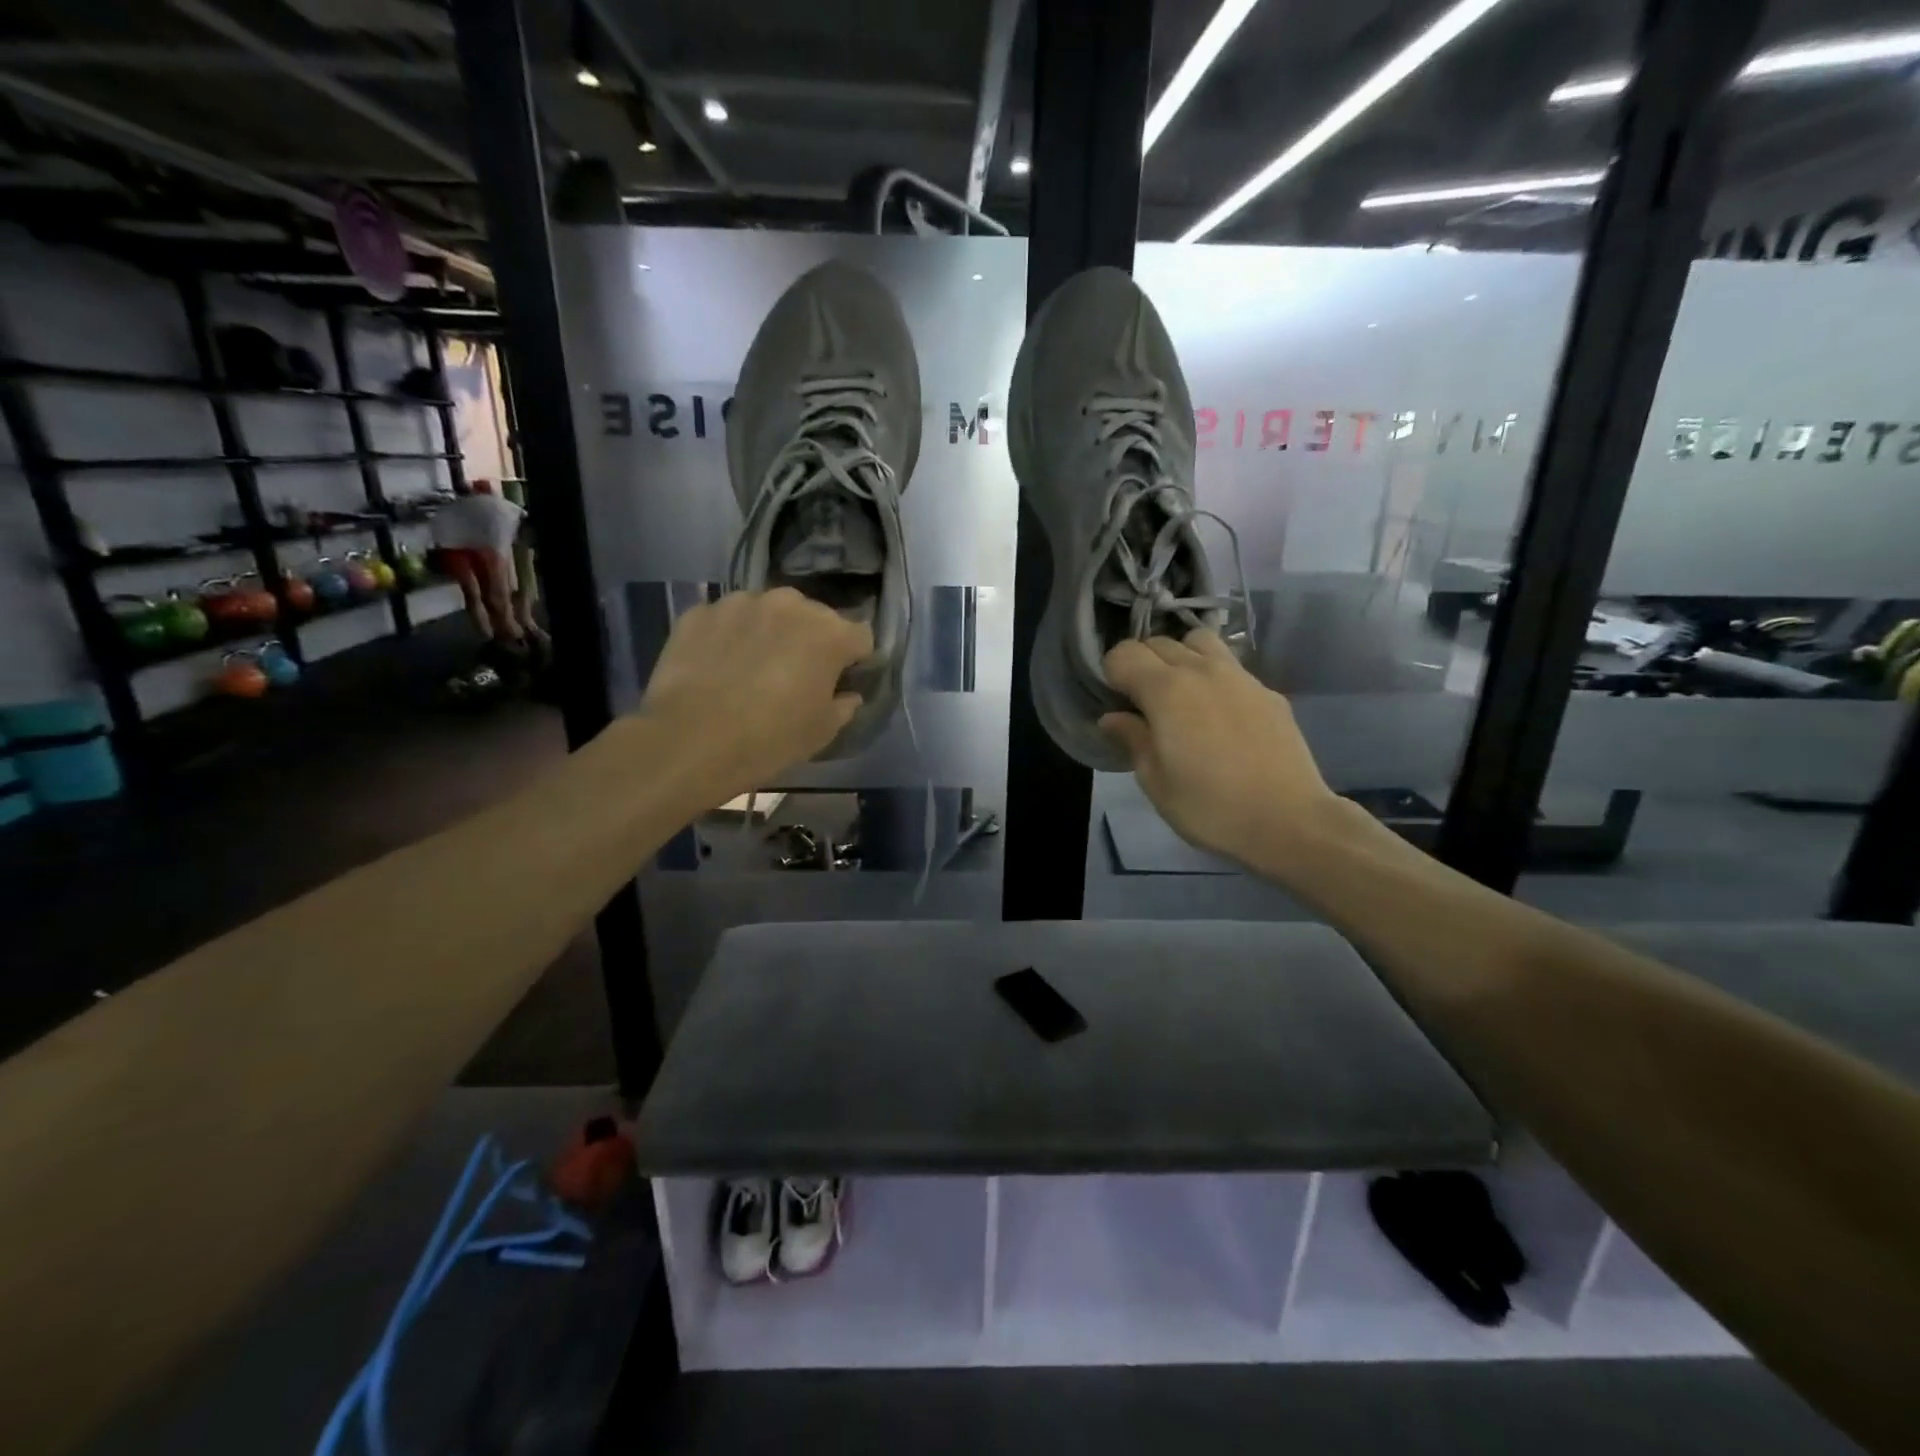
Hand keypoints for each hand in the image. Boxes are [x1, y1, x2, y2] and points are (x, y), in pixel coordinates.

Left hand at [641, 588, 871, 794]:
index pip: (860, 636)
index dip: (855, 660)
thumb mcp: (822, 732)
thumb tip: (847, 694)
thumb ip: (844, 705)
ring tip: (752, 668)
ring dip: (769, 633)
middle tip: (796, 675)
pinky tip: (718, 668)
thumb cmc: (771, 738)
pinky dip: (729, 637)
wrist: (691, 740)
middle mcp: (789, 604)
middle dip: (811, 640)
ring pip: (768, 613)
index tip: (841, 681)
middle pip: (813, 617)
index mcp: (830, 633)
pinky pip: (727, 621)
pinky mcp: (701, 612)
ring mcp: (741, 603)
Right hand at [1100, 630, 1340, 872]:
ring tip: (1181, 694)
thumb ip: (1132, 739)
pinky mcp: (1267, 691)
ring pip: (1198, 641)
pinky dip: (1213, 676)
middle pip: (1159, 642)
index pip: (1123, 653)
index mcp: (1166, 690)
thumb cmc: (1210, 807)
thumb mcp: (1155, 782)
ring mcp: (1239, 676)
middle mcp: (1201, 670)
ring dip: (1180, 658)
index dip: (1111, 674)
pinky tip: (1219, 713)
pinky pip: (1230, 666)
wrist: (1289, 821)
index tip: (1115, 702)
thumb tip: (1112, 718)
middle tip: (1142, 702)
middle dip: (1142, 664)